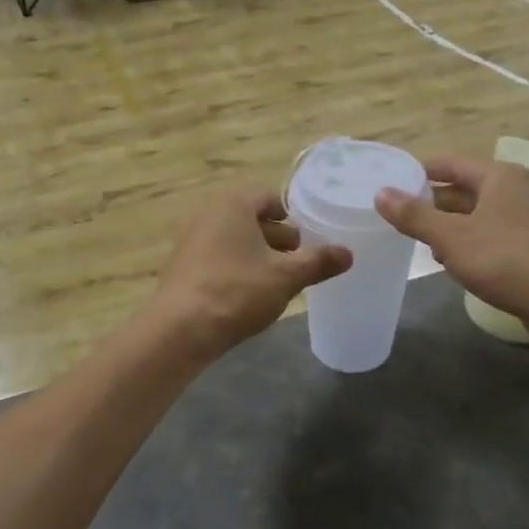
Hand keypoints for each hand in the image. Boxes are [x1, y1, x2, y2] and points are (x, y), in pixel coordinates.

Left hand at [147, 188, 351, 358]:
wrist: (180, 330)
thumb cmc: (237, 291)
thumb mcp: (287, 276)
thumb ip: (319, 261)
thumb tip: (348, 253)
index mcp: (232, 203)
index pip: (271, 198)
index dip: (294, 217)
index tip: (311, 240)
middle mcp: (207, 213)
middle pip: (252, 219)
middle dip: (278, 239)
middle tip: (301, 263)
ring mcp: (190, 239)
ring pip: (235, 240)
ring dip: (259, 256)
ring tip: (280, 282)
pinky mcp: (182, 266)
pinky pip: (218, 258)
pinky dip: (237, 269)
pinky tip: (250, 295)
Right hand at [374, 157, 528, 326]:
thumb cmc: (508, 260)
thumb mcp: (452, 237)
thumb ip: (414, 216)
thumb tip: (380, 193)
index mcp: (498, 177)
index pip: (449, 164)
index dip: (418, 172)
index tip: (389, 183)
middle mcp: (514, 191)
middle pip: (462, 189)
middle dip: (429, 202)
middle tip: (394, 214)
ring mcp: (525, 221)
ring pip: (475, 216)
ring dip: (446, 225)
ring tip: (414, 239)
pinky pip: (488, 238)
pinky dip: (466, 244)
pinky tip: (447, 261)